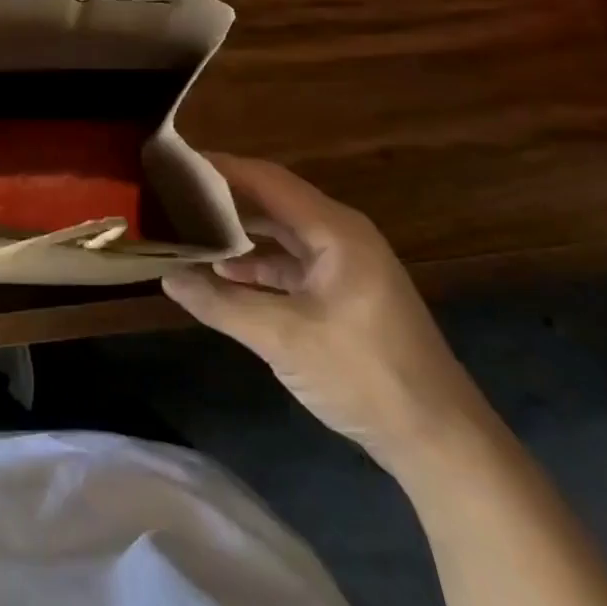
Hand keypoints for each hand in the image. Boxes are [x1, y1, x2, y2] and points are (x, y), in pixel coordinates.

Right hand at [163, 154, 487, 470]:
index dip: (221, 167)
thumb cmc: (364, 374)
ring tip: (190, 231)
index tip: (175, 162)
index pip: (267, 180)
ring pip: (282, 234)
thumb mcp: (283, 338)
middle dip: (225, 199)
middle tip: (174, 196)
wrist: (440, 442)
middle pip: (273, 202)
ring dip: (240, 234)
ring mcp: (346, 266)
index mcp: (335, 231)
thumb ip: (221, 303)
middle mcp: (341, 236)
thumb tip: (166, 277)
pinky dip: (259, 265)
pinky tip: (226, 274)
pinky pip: (293, 264)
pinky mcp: (346, 294)